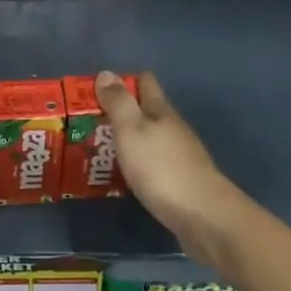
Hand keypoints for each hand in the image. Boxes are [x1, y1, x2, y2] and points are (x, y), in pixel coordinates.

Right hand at [96, 70, 249, 271]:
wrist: (204, 216)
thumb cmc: (161, 168)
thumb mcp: (132, 130)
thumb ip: (118, 103)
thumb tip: (107, 73)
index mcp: (161, 111)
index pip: (144, 83)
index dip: (123, 81)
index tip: (97, 88)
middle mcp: (172, 128)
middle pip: (145, 111)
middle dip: (120, 112)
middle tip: (86, 121)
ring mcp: (179, 156)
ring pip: (148, 138)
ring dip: (126, 139)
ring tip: (96, 148)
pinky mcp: (180, 181)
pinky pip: (152, 163)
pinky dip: (135, 162)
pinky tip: (121, 174)